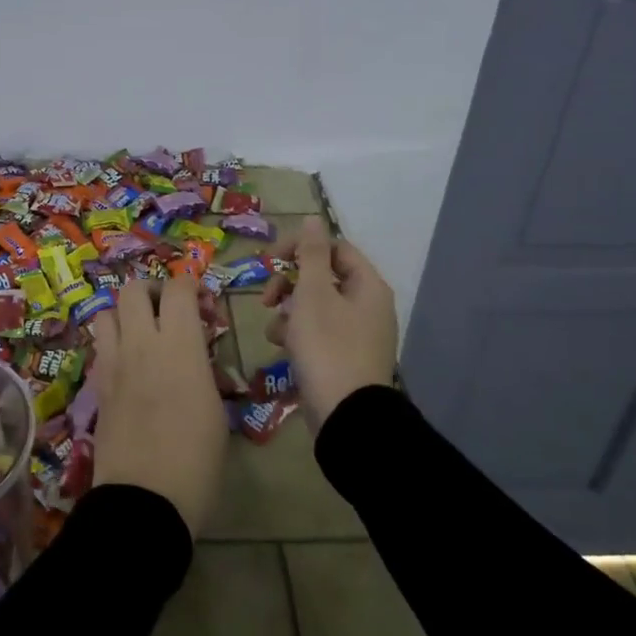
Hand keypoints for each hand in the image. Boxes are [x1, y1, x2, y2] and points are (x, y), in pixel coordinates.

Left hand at [90, 273, 226, 535]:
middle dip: (153, 290)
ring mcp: (113, 363)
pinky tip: (129, 365)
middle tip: (169, 311)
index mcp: (179, 347)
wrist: (145, 500)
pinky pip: (101, 346)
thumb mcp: (216, 412)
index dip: (191, 284)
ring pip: (107, 311)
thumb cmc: (196, 461)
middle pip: (134, 289)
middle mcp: (142, 344)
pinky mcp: (97, 385)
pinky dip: (114, 342)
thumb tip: (197, 359)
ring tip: (143, 334)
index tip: (203, 303)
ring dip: (125, 314)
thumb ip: (203, 370)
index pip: (179, 288)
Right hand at [265, 216, 397, 424]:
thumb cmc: (327, 347)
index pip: (333, 248)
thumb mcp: (312, 294)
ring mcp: (359, 334)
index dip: (300, 247)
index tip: (268, 260)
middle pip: (323, 277)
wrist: (346, 416)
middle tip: (267, 297)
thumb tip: (314, 218)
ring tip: (274, 329)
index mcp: (368, 285)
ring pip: (317, 307)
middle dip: (290, 284)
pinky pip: (319, 333)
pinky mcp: (346, 358)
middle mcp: (368, 306)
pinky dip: (298, 335)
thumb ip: (310, 254)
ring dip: (289, 311)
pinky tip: (282, 348)